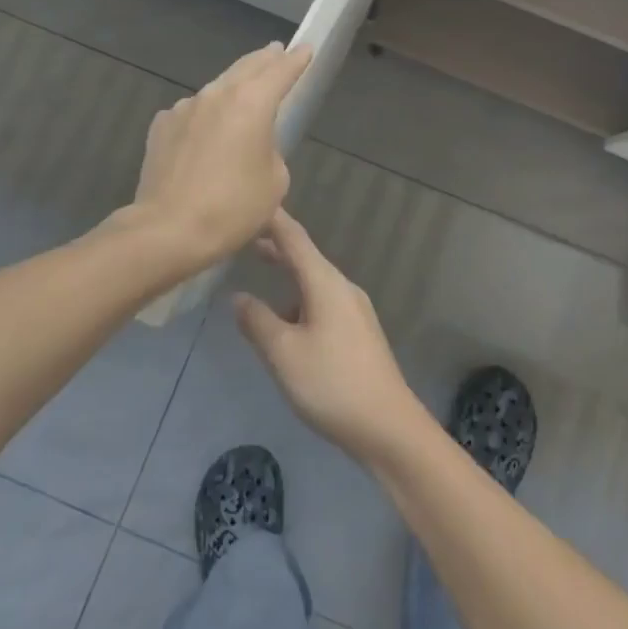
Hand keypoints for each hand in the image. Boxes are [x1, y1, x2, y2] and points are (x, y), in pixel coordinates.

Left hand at [129, 42, 311, 267]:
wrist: (169, 229)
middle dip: (264, 60)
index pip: (280, 71)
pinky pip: (191, 113)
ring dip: (232, 87)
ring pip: (216, 89)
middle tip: (276, 52)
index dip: (296, 60)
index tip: (305, 49)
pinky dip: (204, 115)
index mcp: (252, 103)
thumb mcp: (274, 181)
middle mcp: (217, 95)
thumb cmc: (233, 208)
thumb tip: (252, 143)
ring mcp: (184, 108)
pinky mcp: (161, 126)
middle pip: (246, 68)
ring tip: (243, 91)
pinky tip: (205, 132)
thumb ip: (270, 150)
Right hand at [234, 210, 425, 464]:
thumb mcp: (283, 353)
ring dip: (288, 277)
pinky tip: (286, 324)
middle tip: (247, 236)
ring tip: (260, 279)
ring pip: (314, 283)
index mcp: (325, 283)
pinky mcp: (358, 333)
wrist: (388, 427)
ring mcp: (354, 311)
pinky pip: (322, 303)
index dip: (272, 220)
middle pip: (305, 257)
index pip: (294, 238)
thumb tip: (239, 297)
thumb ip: (258, 321)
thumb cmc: (332, 384)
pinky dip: (299, 300)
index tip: (252, 201)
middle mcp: (342, 288)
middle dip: (277, 247)